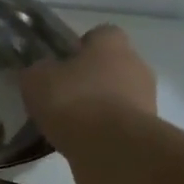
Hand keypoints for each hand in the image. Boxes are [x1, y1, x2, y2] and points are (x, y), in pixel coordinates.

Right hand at [21, 25, 157, 132]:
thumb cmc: (74, 102)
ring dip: (98, 107)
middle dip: (90, 80)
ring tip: (70, 126)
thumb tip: (40, 71)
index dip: (79, 48)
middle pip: (110, 66)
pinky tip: (82, 143)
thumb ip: (37, 70)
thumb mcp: (37, 80)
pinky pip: (120, 124)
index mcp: (112, 44)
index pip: (99, 34)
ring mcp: (146, 98)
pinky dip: (104, 131)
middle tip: (62, 98)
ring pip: (117, 96)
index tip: (61, 66)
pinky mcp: (147, 130)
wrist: (111, 148)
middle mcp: (136, 65)